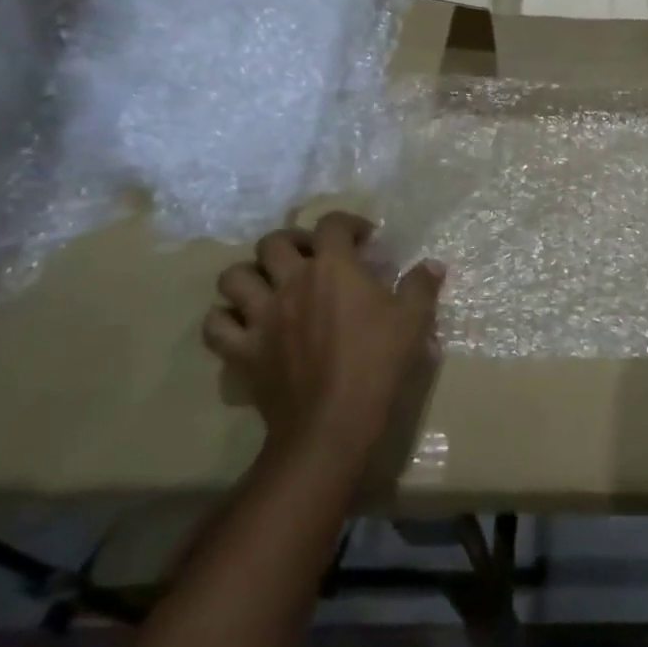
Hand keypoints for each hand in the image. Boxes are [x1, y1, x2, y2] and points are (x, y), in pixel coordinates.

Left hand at [203, 212, 444, 463]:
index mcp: (332, 268)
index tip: (364, 239)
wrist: (332, 423)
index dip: (348, 223)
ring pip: (233, 277)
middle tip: (311, 258)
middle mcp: (290, 282)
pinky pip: (214, 326)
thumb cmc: (376, 363)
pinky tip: (244, 324)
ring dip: (250, 275)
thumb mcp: (413, 320)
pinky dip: (225, 320)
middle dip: (292, 242)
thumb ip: (421, 285)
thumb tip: (432, 265)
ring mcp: (260, 317)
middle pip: (272, 242)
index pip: (332, 224)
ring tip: (270, 285)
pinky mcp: (242, 352)